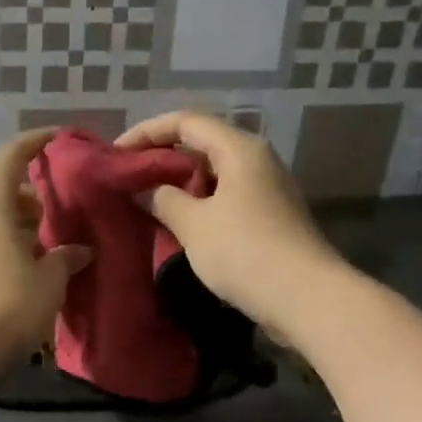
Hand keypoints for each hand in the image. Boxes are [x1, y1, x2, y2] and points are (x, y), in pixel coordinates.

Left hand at [0, 128, 91, 387]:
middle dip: (34, 195)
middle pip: (3, 190)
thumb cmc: (8, 308)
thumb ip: (66, 257)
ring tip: (51, 242)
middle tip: (64, 209)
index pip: (11, 157)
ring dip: (21, 222)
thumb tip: (80, 248)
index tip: (58, 138)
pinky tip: (30, 266)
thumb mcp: (49, 282)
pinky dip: (7, 240)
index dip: (35, 142)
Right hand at [117, 110, 338, 338]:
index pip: (186, 122)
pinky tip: (176, 225)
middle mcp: (256, 160)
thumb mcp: (194, 224)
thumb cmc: (245, 252)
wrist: (306, 299)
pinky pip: (224, 198)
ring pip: (212, 174)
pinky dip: (197, 205)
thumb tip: (143, 189)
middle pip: (201, 144)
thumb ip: (162, 199)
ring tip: (145, 203)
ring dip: (178, 185)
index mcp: (239, 149)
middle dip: (161, 158)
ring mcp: (265, 189)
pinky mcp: (268, 217)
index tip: (116, 154)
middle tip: (127, 179)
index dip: (147, 132)